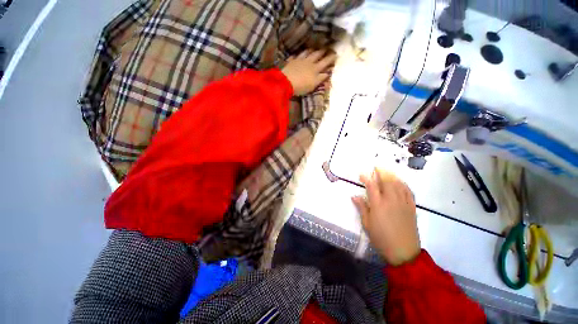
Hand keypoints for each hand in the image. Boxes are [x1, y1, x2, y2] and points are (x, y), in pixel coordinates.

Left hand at [281, 49, 335, 95]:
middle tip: (326, 48)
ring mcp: (299, 61)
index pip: (325, 62)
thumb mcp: (313, 85)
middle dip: (322, 52)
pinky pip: (295, 56)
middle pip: (317, 55)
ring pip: (307, 53)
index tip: (336, 54)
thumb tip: (327, 73)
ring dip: (311, 51)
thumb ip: (320, 78)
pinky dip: (297, 56)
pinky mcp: (291, 62)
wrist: (286, 82)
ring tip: (313, 49)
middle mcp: (308, 62)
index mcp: (315, 69)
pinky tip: (297, 55)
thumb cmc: (301, 86)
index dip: (331, 58)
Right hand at [352, 168, 420, 265]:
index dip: (366, 178)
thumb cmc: (381, 238)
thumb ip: (361, 208)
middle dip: (381, 172)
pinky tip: (401, 182)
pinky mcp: (411, 208)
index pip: (371, 186)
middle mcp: (391, 200)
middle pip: (387, 181)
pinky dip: (404, 184)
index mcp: (378, 205)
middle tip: (377, 166)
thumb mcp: (367, 224)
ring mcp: (403, 203)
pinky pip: (409, 192)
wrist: (403, 252)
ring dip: (392, 176)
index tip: (361, 174)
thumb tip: (354, 196)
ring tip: (388, 171)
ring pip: (398, 184)